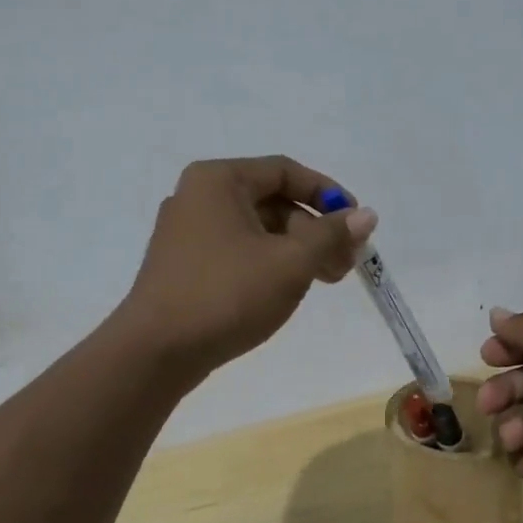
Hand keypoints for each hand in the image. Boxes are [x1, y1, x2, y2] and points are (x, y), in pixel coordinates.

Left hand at [122, 156, 376, 375]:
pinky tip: (286, 291)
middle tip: (345, 264)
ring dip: (295, 251)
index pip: (285, 171)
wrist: (156, 351)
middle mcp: (197, 197)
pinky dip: (267, 264)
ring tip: (324, 281)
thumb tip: (366, 215)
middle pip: (272, 201)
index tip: (357, 224)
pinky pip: (236, 252)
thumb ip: (331, 234)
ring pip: (255, 230)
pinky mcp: (183, 266)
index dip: (328, 193)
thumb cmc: (227, 294)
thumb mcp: (290, 262)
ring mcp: (185, 233)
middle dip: (315, 230)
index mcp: (218, 180)